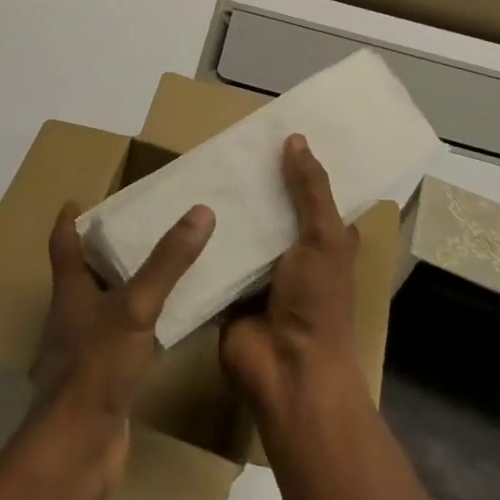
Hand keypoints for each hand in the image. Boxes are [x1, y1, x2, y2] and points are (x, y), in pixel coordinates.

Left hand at [25, 199, 214, 495]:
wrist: (78, 448)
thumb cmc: (97, 366)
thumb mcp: (136, 306)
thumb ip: (167, 262)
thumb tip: (201, 212)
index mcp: (70, 289)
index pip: (64, 242)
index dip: (71, 218)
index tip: (83, 198)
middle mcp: (73, 314)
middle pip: (86, 271)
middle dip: (111, 248)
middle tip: (146, 226)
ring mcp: (87, 348)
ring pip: (109, 306)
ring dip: (131, 286)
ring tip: (167, 268)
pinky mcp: (105, 377)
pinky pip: (127, 339)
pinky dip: (145, 325)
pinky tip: (172, 323)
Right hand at [221, 135, 365, 421]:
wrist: (287, 370)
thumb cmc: (317, 302)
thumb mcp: (323, 238)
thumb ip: (310, 190)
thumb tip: (295, 139)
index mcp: (322, 240)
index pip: (310, 192)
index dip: (296, 164)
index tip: (271, 129)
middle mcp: (291, 252)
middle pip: (269, 206)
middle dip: (251, 180)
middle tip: (221, 141)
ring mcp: (257, 271)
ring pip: (239, 228)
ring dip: (222, 206)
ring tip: (194, 165)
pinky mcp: (227, 287)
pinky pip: (212, 254)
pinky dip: (199, 236)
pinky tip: (176, 205)